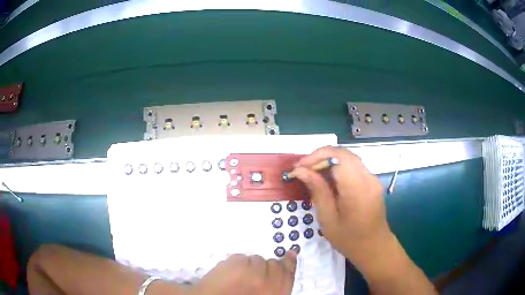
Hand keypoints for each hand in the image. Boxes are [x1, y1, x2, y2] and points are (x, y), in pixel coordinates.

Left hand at [188, 252, 296, 294]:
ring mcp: (251, 272)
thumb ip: (272, 287)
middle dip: (265, 267)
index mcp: (275, 293)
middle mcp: (267, 281)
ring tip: (237, 277)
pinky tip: (228, 274)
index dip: (289, 263)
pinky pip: (240, 257)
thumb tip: (278, 271)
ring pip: (256, 259)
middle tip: (253, 275)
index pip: (288, 274)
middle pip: (274, 264)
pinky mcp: (236, 263)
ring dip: (249, 266)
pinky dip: (235, 263)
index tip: (290, 254)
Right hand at [293, 146, 390, 263]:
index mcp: (358, 189)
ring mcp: (372, 179)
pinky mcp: (372, 181)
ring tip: (311, 173)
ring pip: (348, 158)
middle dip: (320, 156)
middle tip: (303, 169)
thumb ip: (317, 191)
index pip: (338, 157)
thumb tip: (301, 170)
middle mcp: (368, 178)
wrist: (375, 247)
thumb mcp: (328, 219)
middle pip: (343, 153)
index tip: (299, 167)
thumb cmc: (349, 239)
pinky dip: (337, 167)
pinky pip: (353, 166)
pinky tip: (327, 179)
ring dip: (328, 161)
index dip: (316, 156)